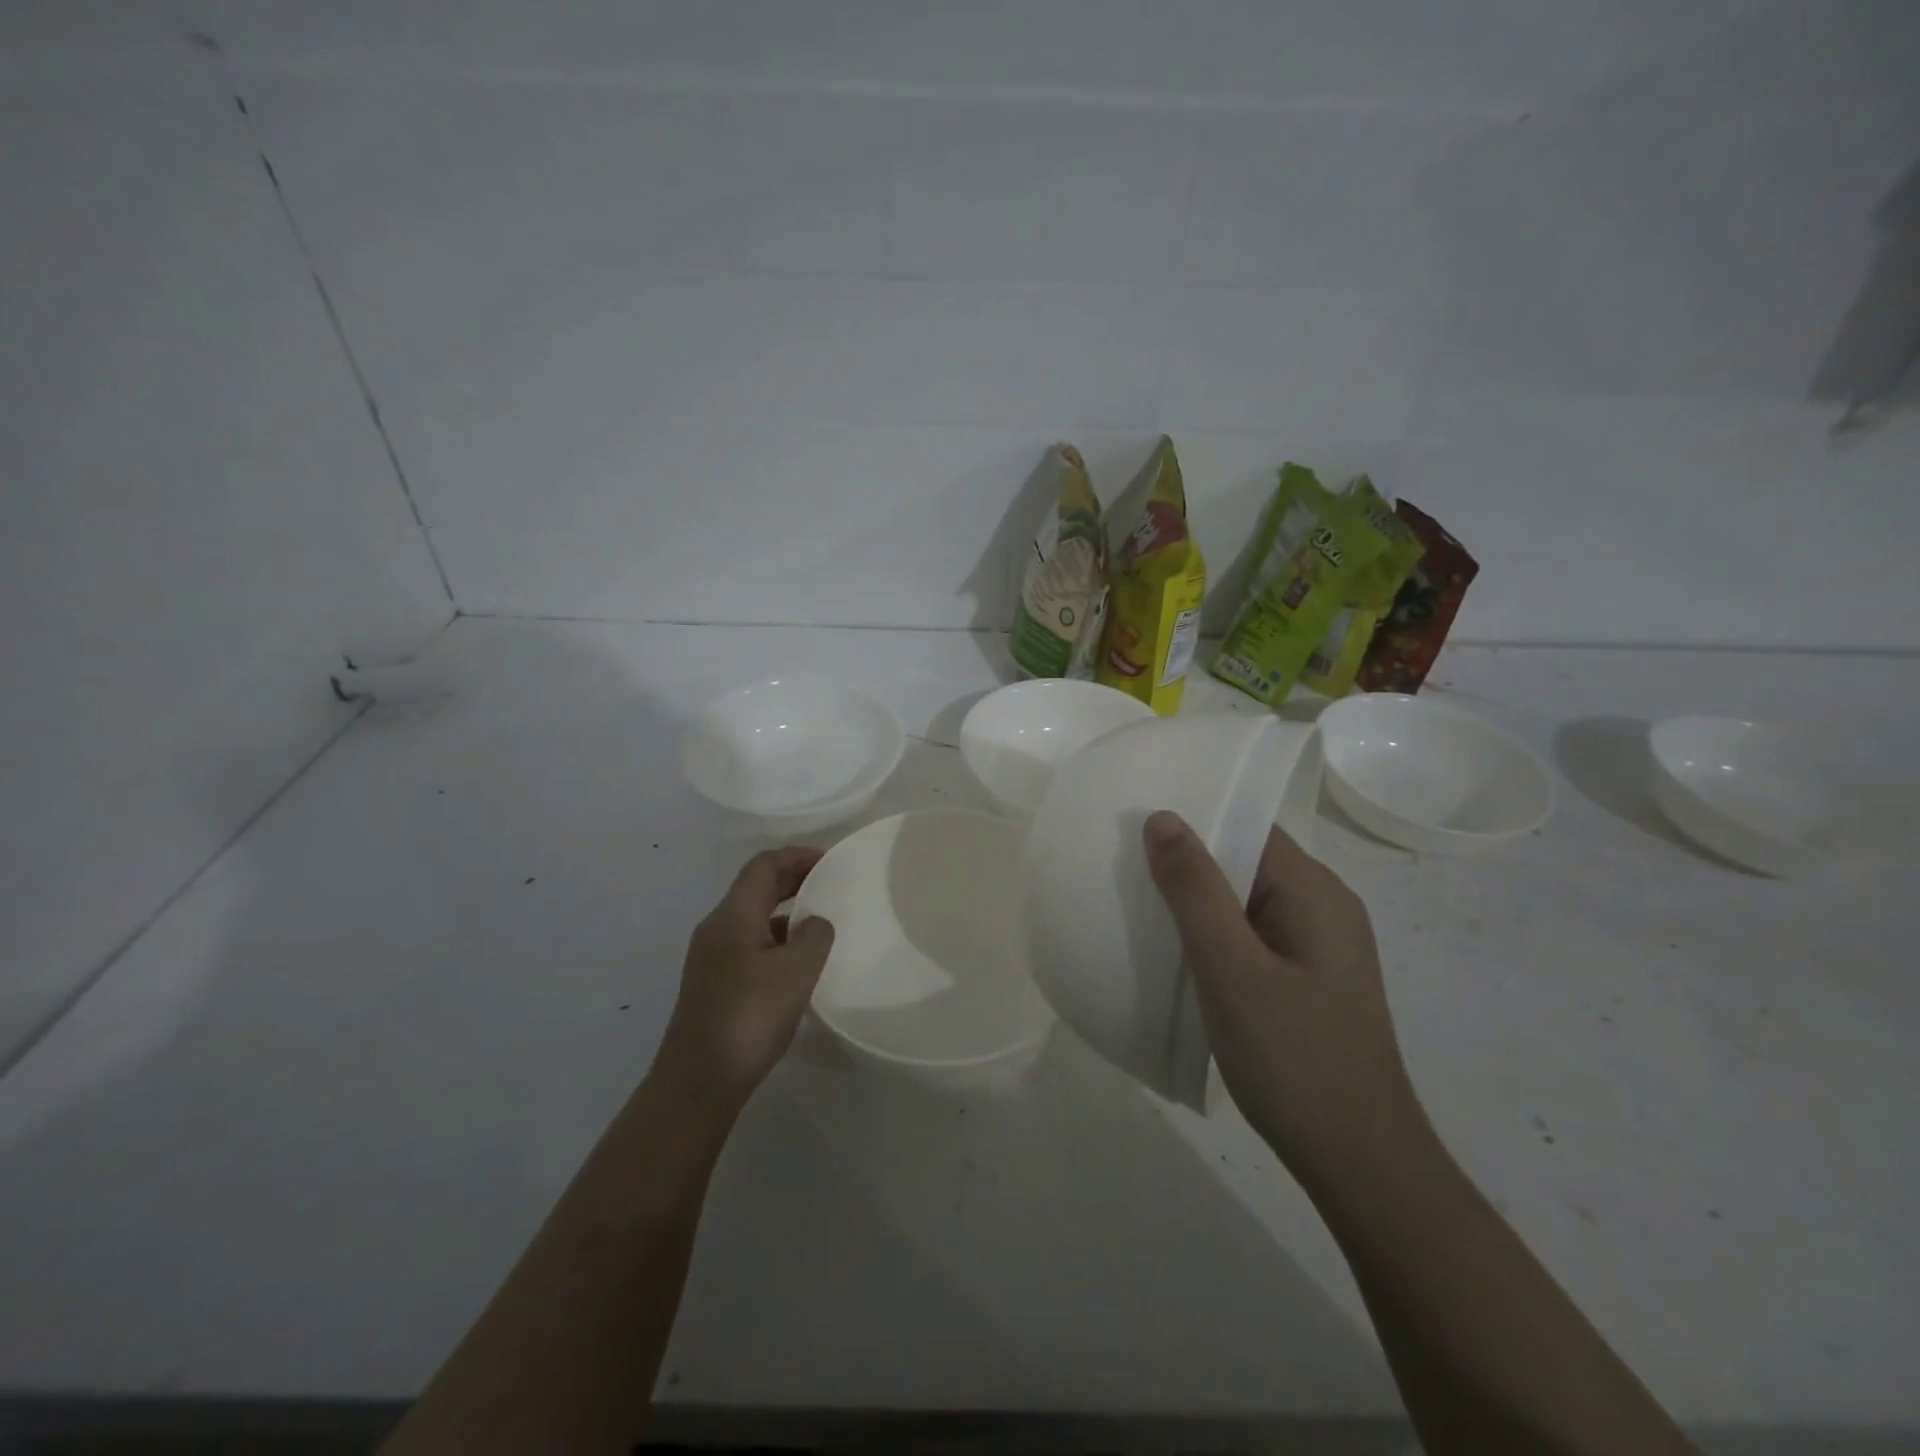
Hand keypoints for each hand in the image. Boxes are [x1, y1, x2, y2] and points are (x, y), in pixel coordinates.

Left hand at [656, 847, 835, 1111]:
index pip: (764, 865)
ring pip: (752, 916)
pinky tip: (797, 963)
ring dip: (785, 911)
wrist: (698, 1081)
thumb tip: (814, 923)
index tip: (832, 862)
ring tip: (820, 923)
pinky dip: (775, 938)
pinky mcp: (712, 983)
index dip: (798, 856)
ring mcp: (710, 957)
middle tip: (831, 885)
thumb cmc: (750, 1016)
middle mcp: (716, 927)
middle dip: (793, 879)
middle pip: (756, 887)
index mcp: (733, 914)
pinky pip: (748, 942)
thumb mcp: (797, 971)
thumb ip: (815, 935)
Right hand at [1142, 811, 1422, 1178]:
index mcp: (1315, 891)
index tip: (1136, 824)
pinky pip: (1252, 935)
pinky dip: (1214, 935)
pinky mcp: (1308, 979)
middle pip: (1246, 861)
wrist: (1359, 1163)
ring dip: (1197, 902)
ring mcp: (1319, 946)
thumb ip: (1195, 891)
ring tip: (1138, 904)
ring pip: (1246, 901)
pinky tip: (1178, 954)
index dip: (1194, 820)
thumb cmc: (1293, 1059)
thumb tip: (1163, 818)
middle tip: (1123, 865)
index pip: (1249, 828)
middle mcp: (1324, 907)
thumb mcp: (1232, 969)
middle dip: (1188, 862)